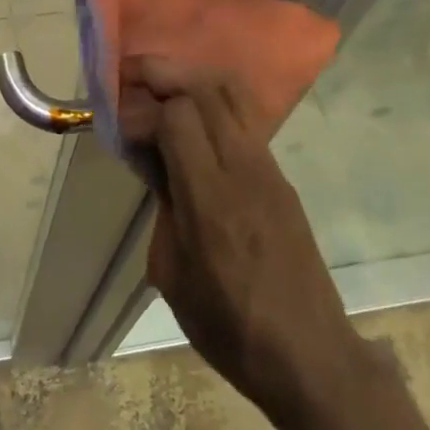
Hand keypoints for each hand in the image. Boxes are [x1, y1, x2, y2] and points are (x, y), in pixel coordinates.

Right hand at [124, 55, 353, 415]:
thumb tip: (157, 164)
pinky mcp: (281, 176)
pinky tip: (191, 118)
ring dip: (191, 78)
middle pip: (206, 89)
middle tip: (131, 75)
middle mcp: (244, 170)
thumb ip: (164, 206)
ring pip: (232, 94)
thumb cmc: (229, 328)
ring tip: (160, 84)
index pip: (178, 116)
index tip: (119, 124)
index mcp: (210, 200)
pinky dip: (213, 102)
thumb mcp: (172, 274)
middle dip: (164, 73)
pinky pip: (245, 119)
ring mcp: (269, 169)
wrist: (310, 356)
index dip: (142, 109)